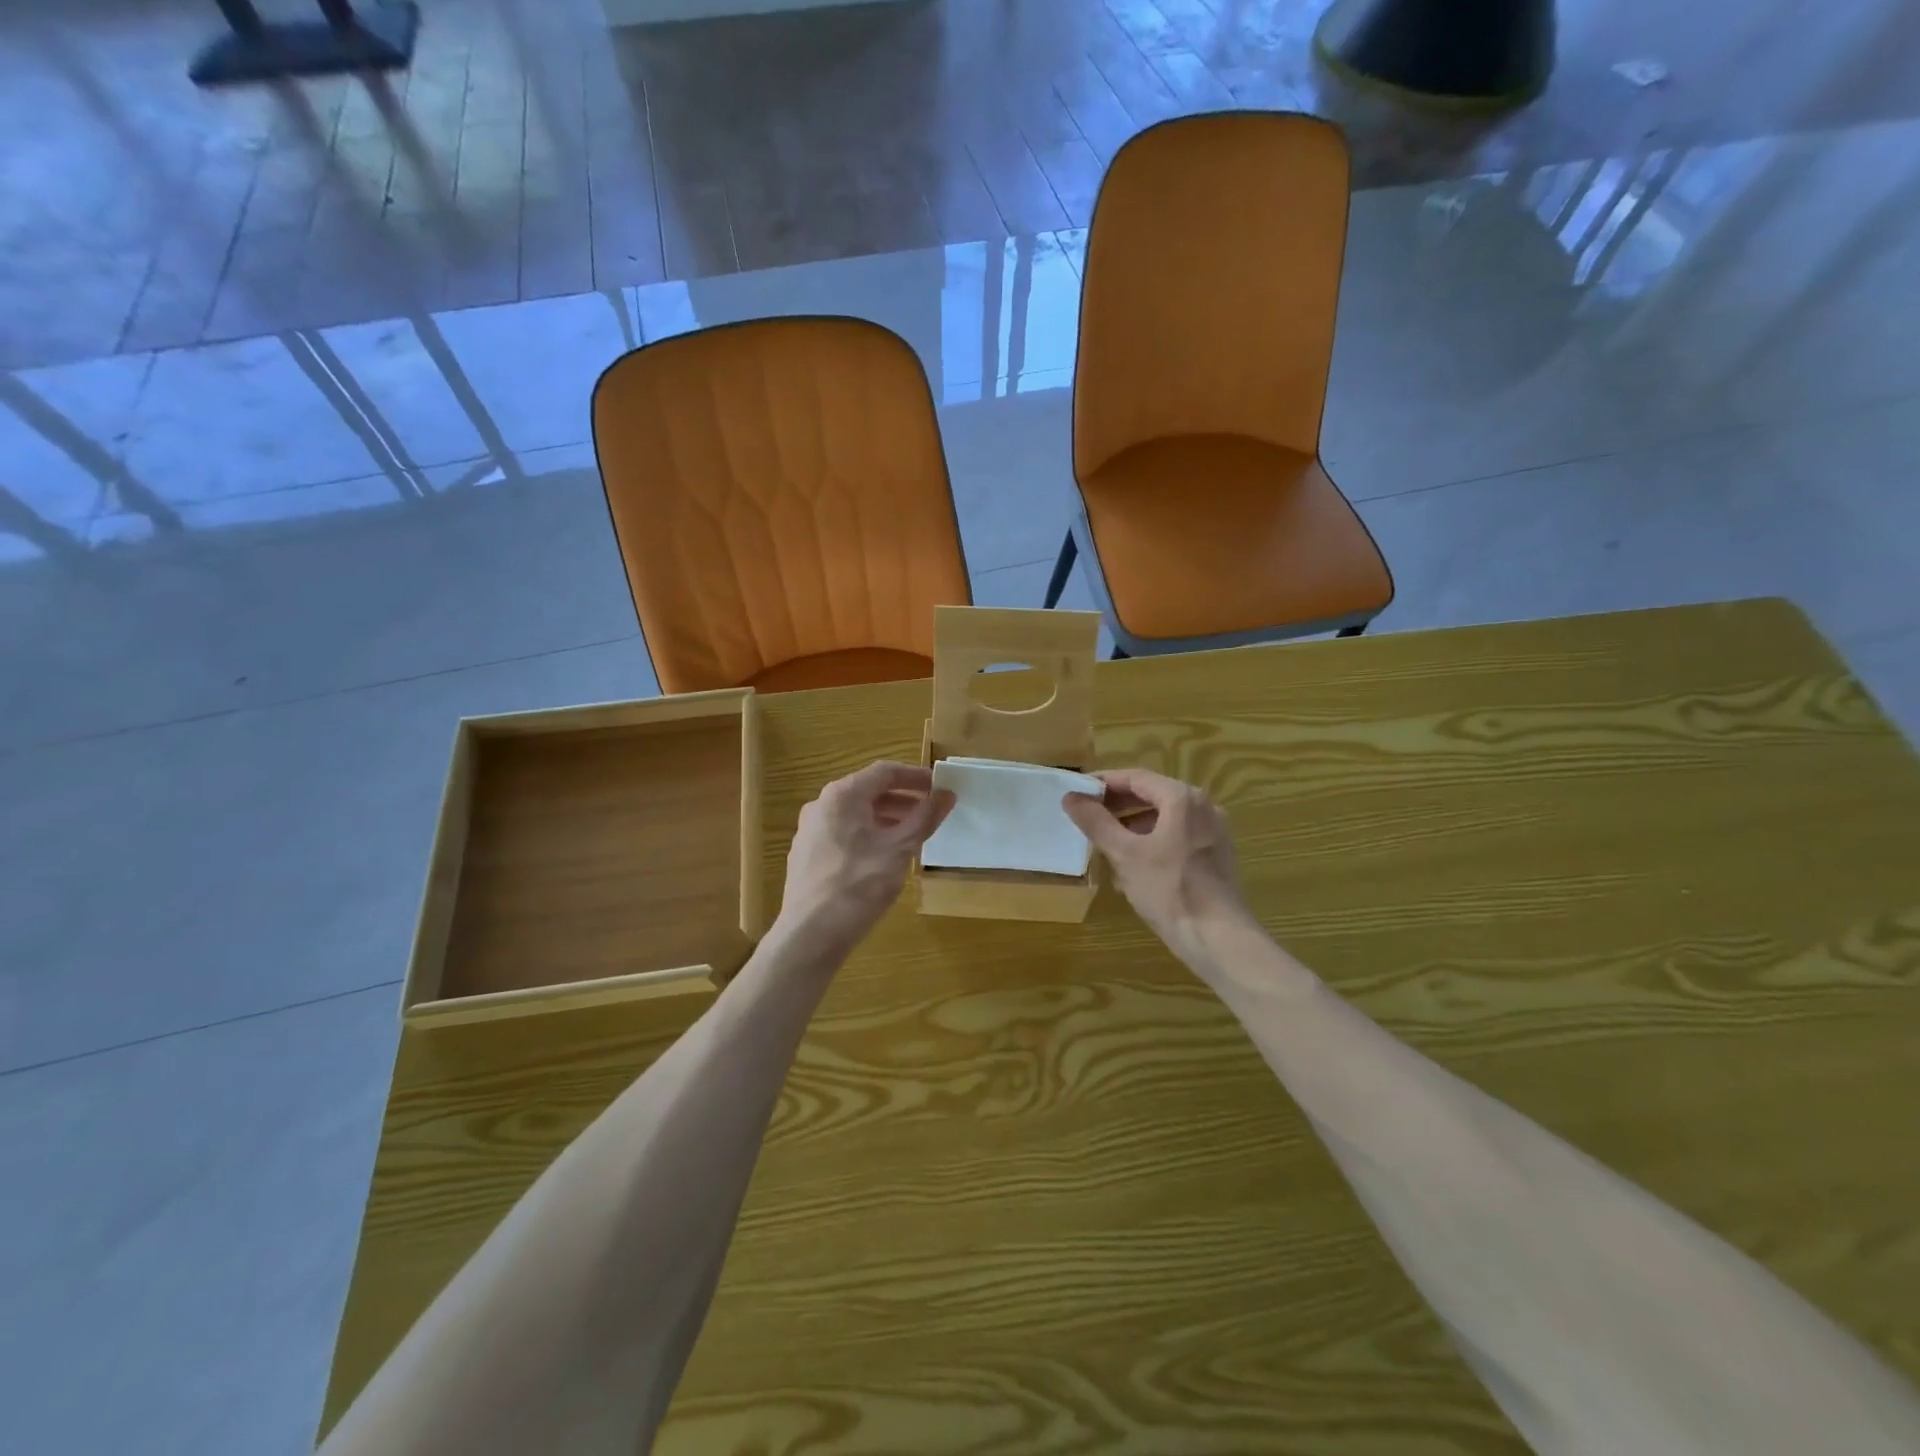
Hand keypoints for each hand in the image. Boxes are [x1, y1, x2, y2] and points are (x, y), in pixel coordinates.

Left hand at [777, 761, 954, 956]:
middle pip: (869, 791)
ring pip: (856, 815)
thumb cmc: (859, 884)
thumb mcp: (900, 848)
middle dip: (903, 800)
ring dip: (887, 819)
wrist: (810, 934)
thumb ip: (925, 817)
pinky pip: (844, 834)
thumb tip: (947, 794)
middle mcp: (821, 805)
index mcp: (843, 795)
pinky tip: (885, 858)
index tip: (940, 787)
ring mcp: (810, 831)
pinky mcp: (807, 856)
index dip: (916, 776)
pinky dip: (869, 835)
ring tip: (913, 836)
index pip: (885, 771)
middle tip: (932, 812)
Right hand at [1063, 768, 1253, 969]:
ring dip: (1133, 824)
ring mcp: (1213, 831)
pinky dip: (1153, 840)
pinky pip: (1178, 836)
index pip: (1135, 777)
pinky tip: (1133, 865)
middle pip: (1152, 795)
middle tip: (1086, 816)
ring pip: (1165, 817)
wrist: (1218, 938)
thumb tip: (1071, 797)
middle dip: (1117, 805)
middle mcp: (1203, 806)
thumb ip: (1096, 822)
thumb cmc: (1169, 890)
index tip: (1077, 792)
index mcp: (1182, 798)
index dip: (1103, 782)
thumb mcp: (1124, 854)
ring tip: (1105, 842)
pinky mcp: (1216, 854)